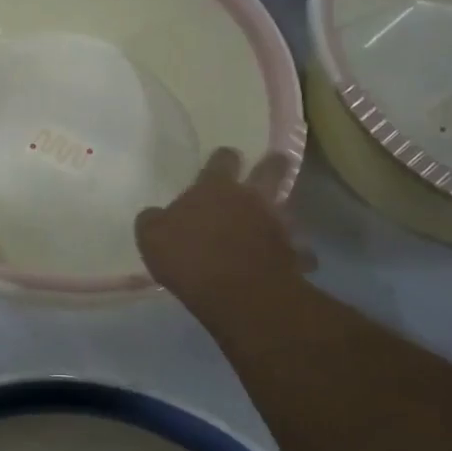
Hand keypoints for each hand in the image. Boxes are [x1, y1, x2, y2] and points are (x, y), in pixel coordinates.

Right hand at [136, 149, 311, 324]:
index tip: (223, 160)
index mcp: (215, 187)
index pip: (223, 158)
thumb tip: (154, 214)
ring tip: (277, 222)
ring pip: (289, 209)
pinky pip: (299, 251)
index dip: (223, 158)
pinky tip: (289, 262)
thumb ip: (154, 221)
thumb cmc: (189, 258)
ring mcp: (276, 224)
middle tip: (274, 164)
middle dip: (274, 164)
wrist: (236, 293)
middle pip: (271, 169)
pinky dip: (295, 254)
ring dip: (283, 213)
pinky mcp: (293, 253)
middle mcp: (251, 198)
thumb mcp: (152, 237)